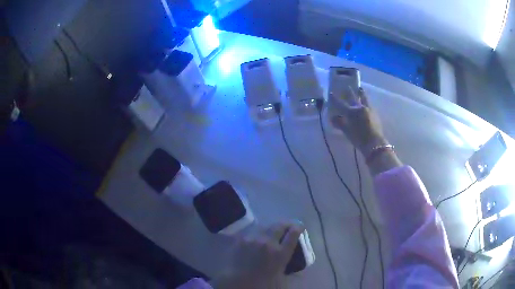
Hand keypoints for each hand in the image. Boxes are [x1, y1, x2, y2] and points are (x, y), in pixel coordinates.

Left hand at [211, 222, 303, 288]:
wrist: (236, 281)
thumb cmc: (260, 282)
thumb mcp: (279, 275)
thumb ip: (286, 264)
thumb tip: (293, 261)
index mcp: (280, 253)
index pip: (293, 234)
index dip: (298, 228)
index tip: (299, 227)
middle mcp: (269, 242)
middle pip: (280, 225)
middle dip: (286, 224)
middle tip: (288, 225)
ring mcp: (254, 238)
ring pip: (266, 226)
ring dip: (272, 227)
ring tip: (273, 230)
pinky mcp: (243, 238)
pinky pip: (253, 231)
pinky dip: (259, 232)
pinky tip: (258, 236)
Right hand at [330, 87, 385, 152]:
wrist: (375, 143)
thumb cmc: (359, 138)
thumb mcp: (347, 131)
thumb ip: (339, 123)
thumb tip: (333, 117)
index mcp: (351, 112)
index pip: (341, 104)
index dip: (335, 99)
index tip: (330, 93)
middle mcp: (360, 108)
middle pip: (354, 97)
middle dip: (350, 92)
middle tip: (348, 86)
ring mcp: (369, 110)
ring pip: (364, 98)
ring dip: (361, 93)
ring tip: (360, 89)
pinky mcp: (375, 114)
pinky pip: (369, 104)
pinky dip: (366, 101)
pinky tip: (366, 103)